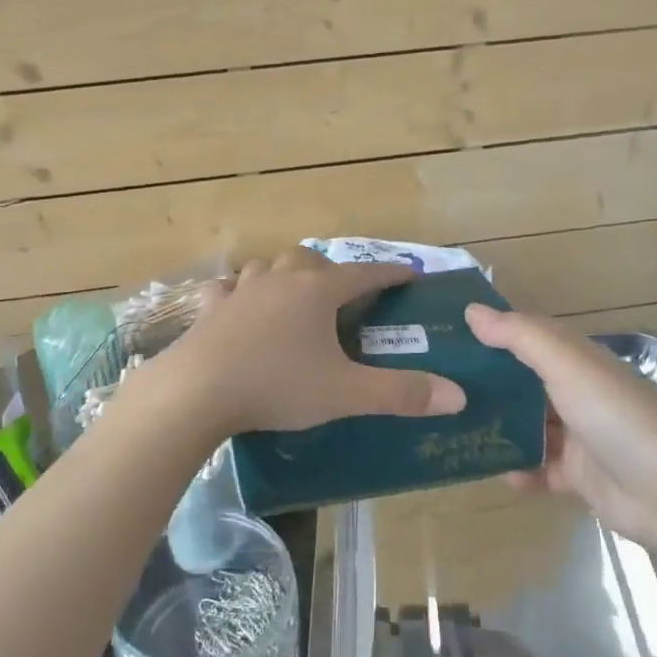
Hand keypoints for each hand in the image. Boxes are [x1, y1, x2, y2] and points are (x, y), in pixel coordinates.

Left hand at [143, 248, 467, 435]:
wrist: (199, 391)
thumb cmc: (277, 386)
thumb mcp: (345, 394)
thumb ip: (401, 394)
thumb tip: (458, 396)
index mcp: (316, 293)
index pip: (362, 274)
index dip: (388, 273)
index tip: (408, 273)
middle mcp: (279, 281)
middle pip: (309, 260)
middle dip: (330, 270)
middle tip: (341, 291)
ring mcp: (240, 291)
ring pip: (266, 266)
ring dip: (283, 274)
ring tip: (291, 292)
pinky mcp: (209, 309)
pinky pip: (225, 289)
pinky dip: (237, 292)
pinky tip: (236, 303)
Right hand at [464, 304, 656, 544]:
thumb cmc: (618, 417)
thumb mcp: (568, 367)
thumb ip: (520, 337)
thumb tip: (471, 310)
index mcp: (578, 360)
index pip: (528, 336)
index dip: (492, 331)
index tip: (447, 334)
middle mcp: (576, 393)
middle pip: (522, 382)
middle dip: (486, 383)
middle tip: (438, 385)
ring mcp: (578, 435)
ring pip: (526, 425)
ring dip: (497, 427)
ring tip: (453, 428)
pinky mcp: (577, 475)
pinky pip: (538, 468)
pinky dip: (519, 470)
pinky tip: (496, 471)